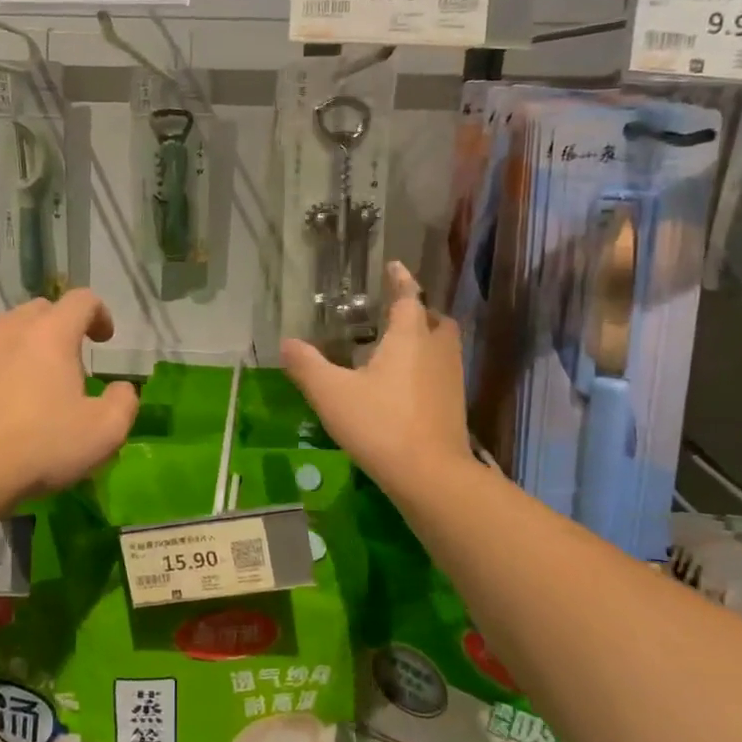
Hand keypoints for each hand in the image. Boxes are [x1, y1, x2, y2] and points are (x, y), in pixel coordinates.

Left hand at [0, 289, 138, 504]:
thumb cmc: (40, 447)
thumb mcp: (105, 432)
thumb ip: (123, 402)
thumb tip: (120, 390)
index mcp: (51, 333)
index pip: (82, 300)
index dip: (99, 314)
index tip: (103, 340)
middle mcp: (6, 329)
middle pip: (38, 312)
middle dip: (56, 330)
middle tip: (65, 367)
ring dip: (16, 352)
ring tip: (21, 389)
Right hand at [280, 262, 472, 493]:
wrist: (430, 475)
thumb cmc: (379, 423)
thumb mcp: (331, 393)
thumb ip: (307, 365)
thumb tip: (286, 343)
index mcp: (410, 337)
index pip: (407, 297)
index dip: (400, 280)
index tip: (394, 266)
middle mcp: (436, 351)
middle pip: (436, 320)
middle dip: (420, 312)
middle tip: (397, 315)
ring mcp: (451, 380)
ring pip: (443, 347)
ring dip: (426, 340)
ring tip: (398, 349)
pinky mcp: (455, 407)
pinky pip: (443, 374)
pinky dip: (427, 369)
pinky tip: (405, 387)